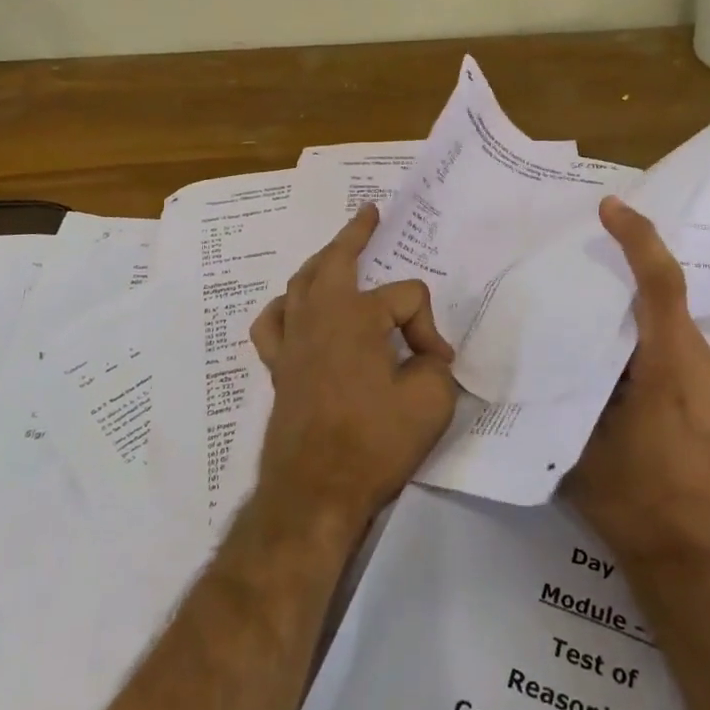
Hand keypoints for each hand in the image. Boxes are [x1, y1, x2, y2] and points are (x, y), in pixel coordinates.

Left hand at [250, 204, 458, 526]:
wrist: (314, 495)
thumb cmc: (374, 444)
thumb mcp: (431, 402)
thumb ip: (435, 366)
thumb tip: (423, 358)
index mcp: (357, 317)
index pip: (407, 298)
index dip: (428, 327)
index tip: (436, 364)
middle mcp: (320, 317)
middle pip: (337, 260)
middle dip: (355, 234)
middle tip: (369, 214)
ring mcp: (293, 341)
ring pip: (301, 284)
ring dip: (321, 263)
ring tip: (335, 254)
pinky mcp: (278, 368)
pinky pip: (273, 323)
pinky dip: (284, 308)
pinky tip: (294, 309)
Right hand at [565, 197, 709, 571]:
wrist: (703, 570)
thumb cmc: (637, 503)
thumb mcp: (583, 444)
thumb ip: (574, 391)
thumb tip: (557, 362)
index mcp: (671, 365)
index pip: (659, 283)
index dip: (637, 238)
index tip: (611, 208)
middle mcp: (708, 366)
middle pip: (668, 309)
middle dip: (630, 294)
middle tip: (590, 300)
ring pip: (679, 341)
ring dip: (645, 340)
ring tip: (608, 368)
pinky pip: (693, 368)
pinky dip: (663, 366)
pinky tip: (639, 404)